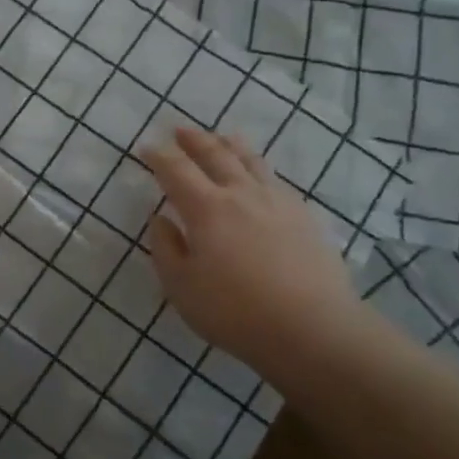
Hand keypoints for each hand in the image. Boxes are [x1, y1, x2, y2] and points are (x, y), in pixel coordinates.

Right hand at [139, 127, 365, 366]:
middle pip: (216, 155)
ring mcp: (277, 203)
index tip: (147, 148)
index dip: (159, 157)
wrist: (311, 328)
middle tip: (181, 130)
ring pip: (251, 162)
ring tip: (223, 137)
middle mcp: (242, 195)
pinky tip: (261, 177)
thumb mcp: (181, 287)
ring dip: (232, 146)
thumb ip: (166, 248)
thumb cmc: (234, 311)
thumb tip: (160, 219)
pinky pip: (276, 181)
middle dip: (195, 140)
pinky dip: (260, 170)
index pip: (176, 171)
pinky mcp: (304, 217)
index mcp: (206, 209)